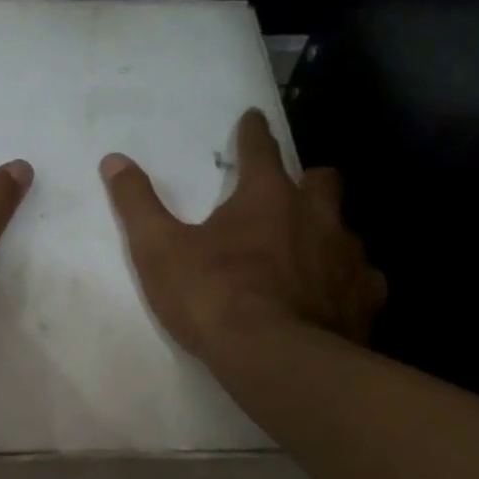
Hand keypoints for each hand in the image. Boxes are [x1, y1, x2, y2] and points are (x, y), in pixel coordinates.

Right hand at [100, 109, 385, 361]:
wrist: (274, 359)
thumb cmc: (213, 296)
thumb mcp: (158, 250)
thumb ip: (137, 203)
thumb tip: (114, 160)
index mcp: (266, 197)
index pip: (260, 149)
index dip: (253, 132)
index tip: (253, 119)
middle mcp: (316, 216)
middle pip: (321, 180)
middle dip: (306, 180)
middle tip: (289, 194)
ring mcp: (347, 257)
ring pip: (345, 229)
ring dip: (327, 232)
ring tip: (308, 252)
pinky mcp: (364, 298)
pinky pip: (363, 279)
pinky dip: (347, 281)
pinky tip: (333, 296)